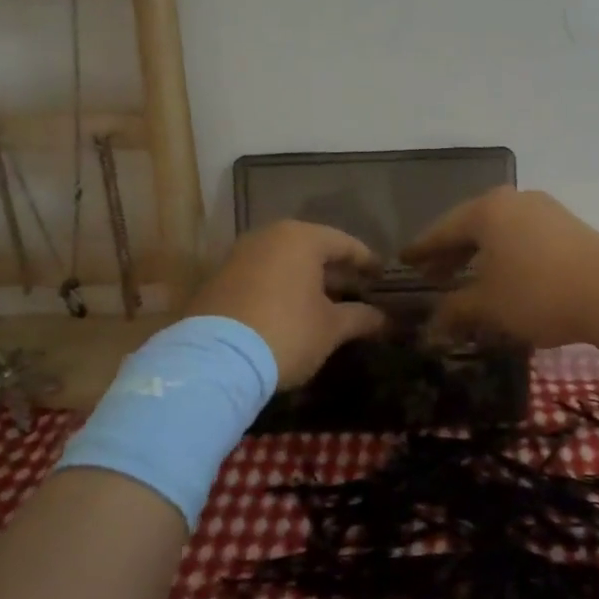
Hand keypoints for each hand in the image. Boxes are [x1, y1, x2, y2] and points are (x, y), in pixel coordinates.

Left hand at [185, 221, 385, 386]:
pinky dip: (281, 288)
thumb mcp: (331, 328)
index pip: (344, 243)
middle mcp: (269, 237)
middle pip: (312, 249)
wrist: (214, 361)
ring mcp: (239, 255)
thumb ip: (361, 318)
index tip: (382, 276)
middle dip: (336, 271)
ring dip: (307, 280)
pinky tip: (292, 311)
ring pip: (284, 262)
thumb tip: (385, 319)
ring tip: (327, 303)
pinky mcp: (219, 278)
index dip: (366, 261)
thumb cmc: (286, 332)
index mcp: (301, 238)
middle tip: (357, 290)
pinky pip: (262, 275)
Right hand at [401, 188, 598, 348]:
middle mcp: (514, 201)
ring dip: (480, 255)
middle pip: (471, 226)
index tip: (404, 261)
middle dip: (451, 252)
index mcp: (487, 211)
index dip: (422, 249)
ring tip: (467, 280)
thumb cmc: (538, 293)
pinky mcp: (568, 226)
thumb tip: (431, 327)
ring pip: (500, 231)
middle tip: (431, 275)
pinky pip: (523, 237)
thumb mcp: (489, 306)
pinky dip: (506, 255)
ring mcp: (544, 210)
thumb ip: (455, 311)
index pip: (443, 229)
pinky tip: (505, 278)